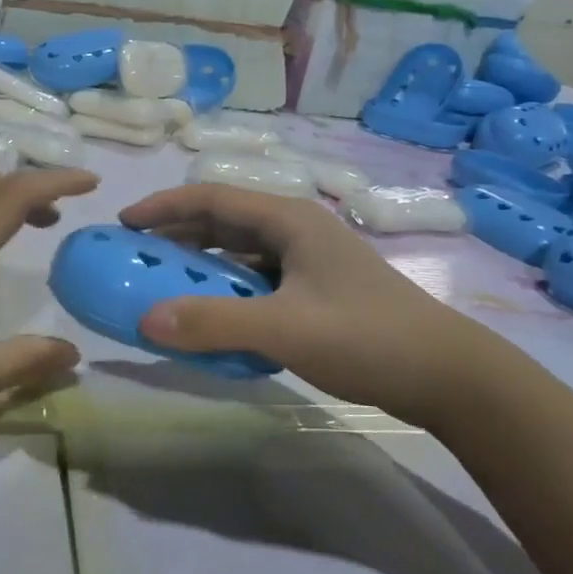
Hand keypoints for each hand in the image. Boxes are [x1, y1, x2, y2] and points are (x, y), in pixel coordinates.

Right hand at [120, 183, 500, 422]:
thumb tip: (145, 319)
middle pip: (224, 222)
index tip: (123, 223)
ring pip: (240, 252)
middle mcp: (296, 230)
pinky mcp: (317, 289)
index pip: (212, 199)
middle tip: (135, 254)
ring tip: (163, 282)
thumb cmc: (366, 337)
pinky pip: (256, 279)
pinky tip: (213, 314)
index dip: (164, 207)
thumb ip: (214, 323)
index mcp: (288, 220)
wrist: (448, 375)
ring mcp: (309, 260)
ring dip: (201, 263)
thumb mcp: (284, 329)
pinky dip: (226, 289)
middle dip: (177, 234)